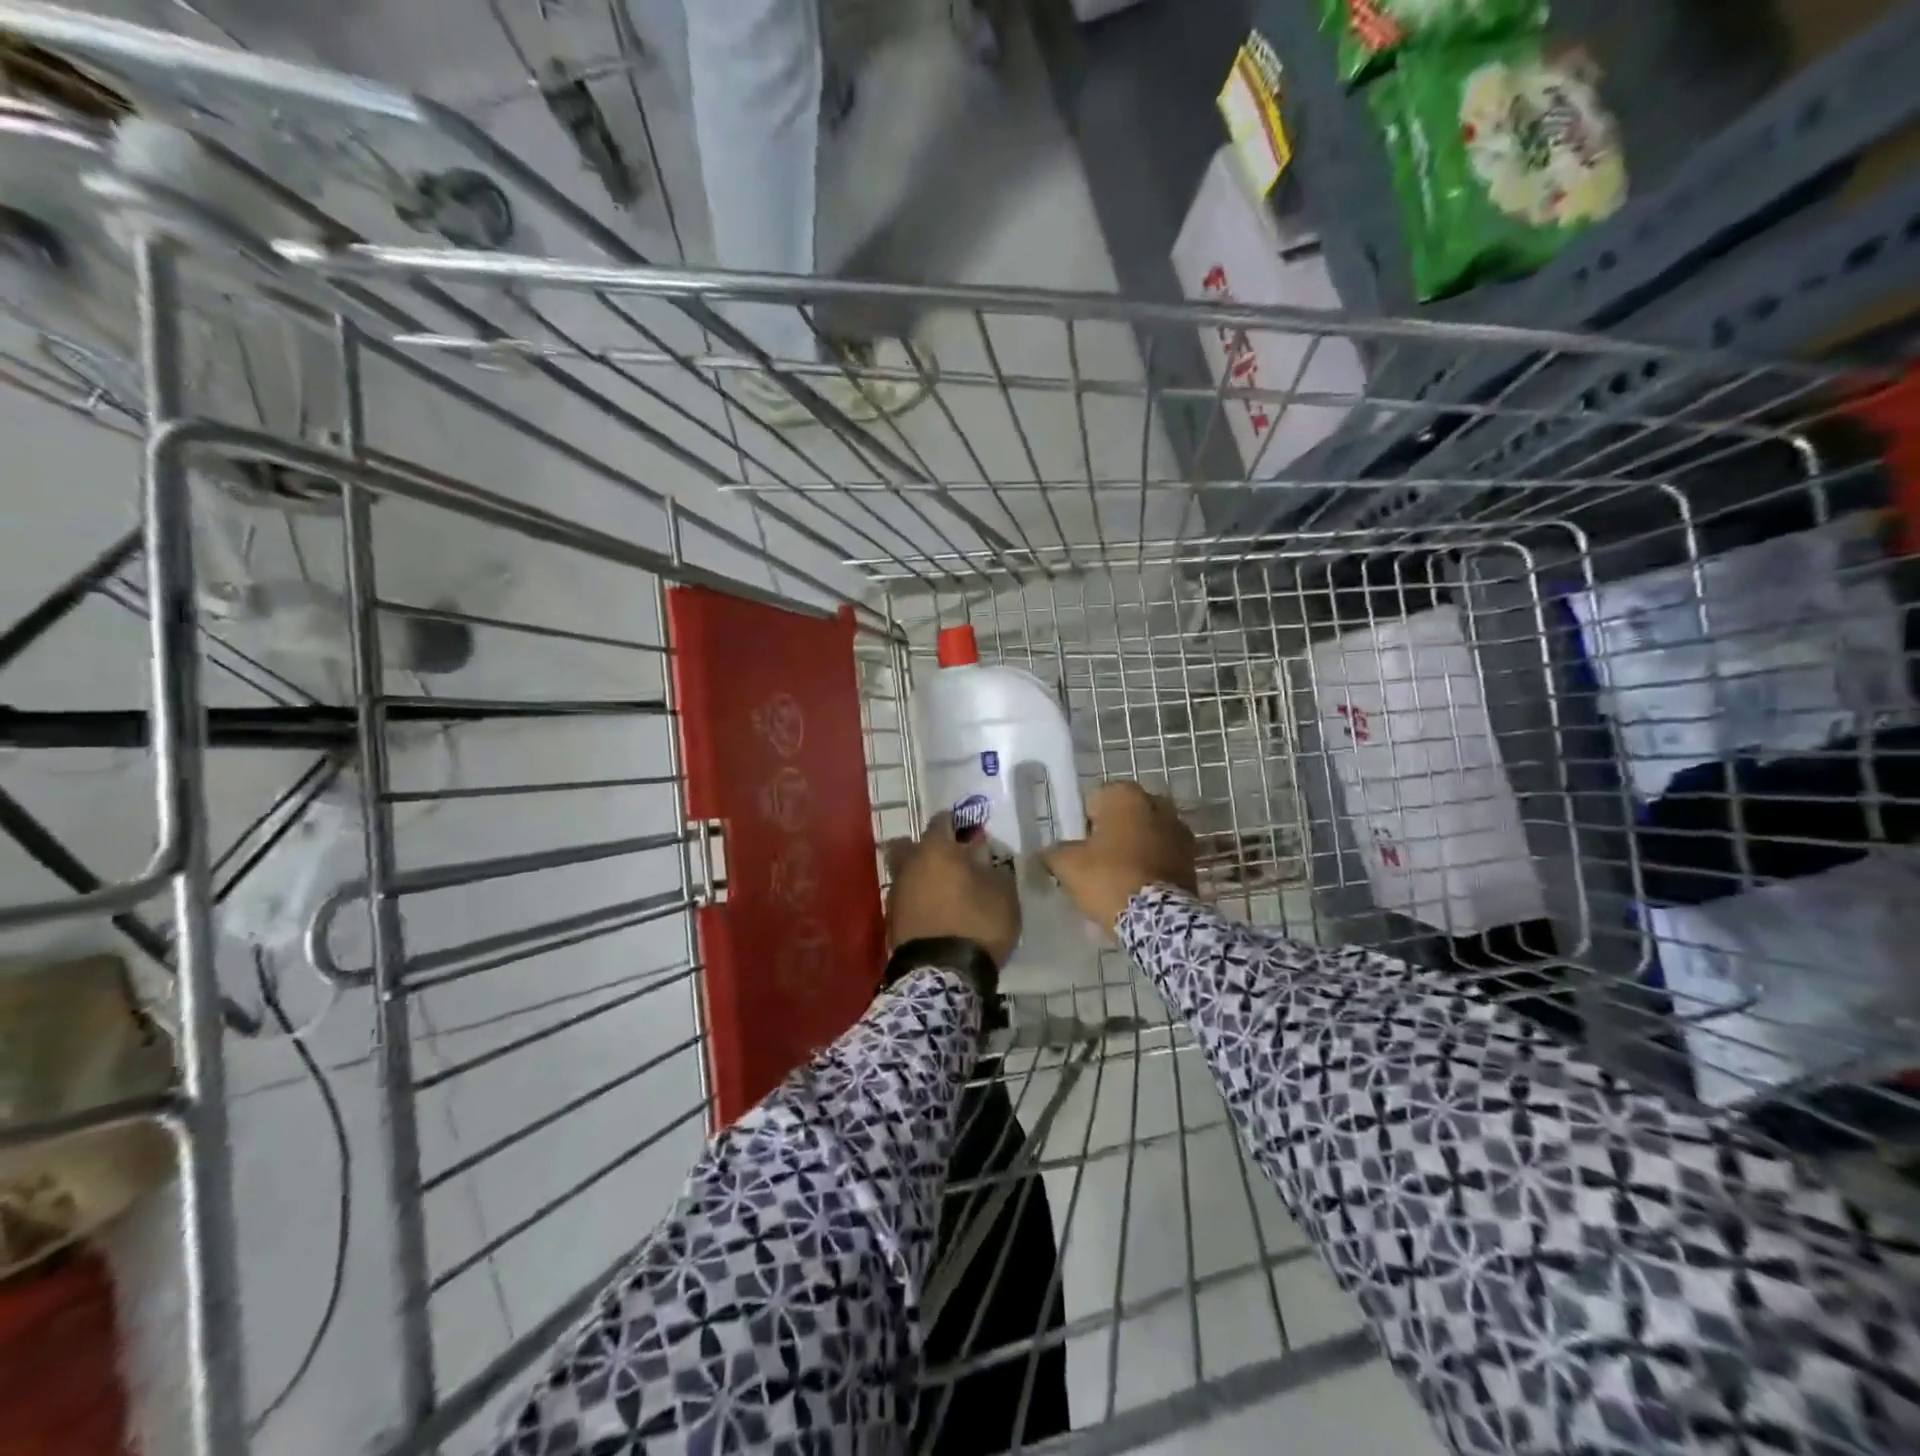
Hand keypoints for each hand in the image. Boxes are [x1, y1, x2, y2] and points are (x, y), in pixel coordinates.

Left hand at [885, 814, 1020, 966]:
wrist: (942, 974)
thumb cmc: (977, 923)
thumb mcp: (1002, 893)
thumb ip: (992, 866)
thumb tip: (980, 853)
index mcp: (936, 850)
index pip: (941, 821)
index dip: (956, 823)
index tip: (969, 831)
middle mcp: (909, 865)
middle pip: (909, 845)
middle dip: (925, 847)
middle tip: (948, 859)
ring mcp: (896, 894)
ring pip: (905, 873)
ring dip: (920, 876)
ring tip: (944, 890)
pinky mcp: (891, 921)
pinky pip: (905, 899)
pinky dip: (917, 900)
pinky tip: (934, 912)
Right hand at [1043, 782, 1197, 932]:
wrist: (1158, 919)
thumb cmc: (1108, 878)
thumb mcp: (1068, 865)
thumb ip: (1053, 852)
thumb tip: (1048, 853)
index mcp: (1126, 795)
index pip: (1094, 800)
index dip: (1083, 824)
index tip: (1079, 848)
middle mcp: (1158, 803)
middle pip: (1123, 817)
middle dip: (1111, 834)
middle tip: (1095, 863)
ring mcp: (1179, 830)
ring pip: (1144, 835)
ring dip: (1132, 849)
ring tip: (1116, 879)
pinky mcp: (1191, 858)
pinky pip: (1161, 855)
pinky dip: (1149, 865)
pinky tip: (1136, 888)